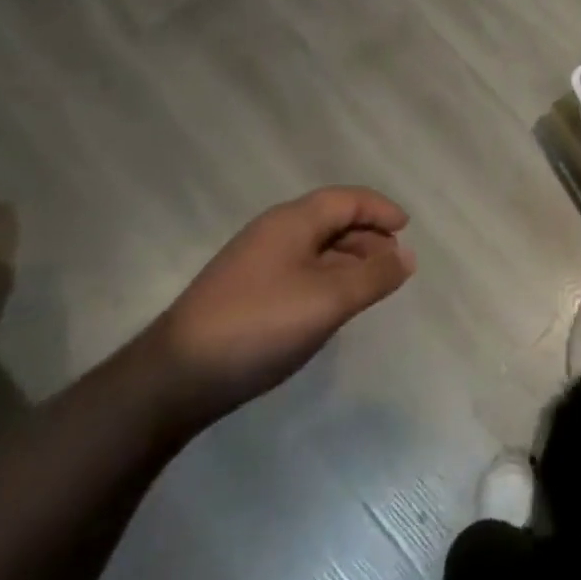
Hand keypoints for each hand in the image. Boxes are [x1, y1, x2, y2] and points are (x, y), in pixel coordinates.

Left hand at [136, 186, 414, 429]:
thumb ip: (374, 276)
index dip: (380, 209)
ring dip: (349, 259)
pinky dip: (327, 278)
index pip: (346, 200)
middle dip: (368, 236)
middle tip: (394, 262)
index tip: (407, 229)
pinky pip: (299, 271)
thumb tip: (408, 256)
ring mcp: (255, 264)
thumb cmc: (259, 326)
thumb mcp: (329, 300)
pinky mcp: (244, 294)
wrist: (172, 380)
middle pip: (331, 221)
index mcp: (292, 222)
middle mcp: (273, 233)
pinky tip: (332, 306)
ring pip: (315, 248)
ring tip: (371, 285)